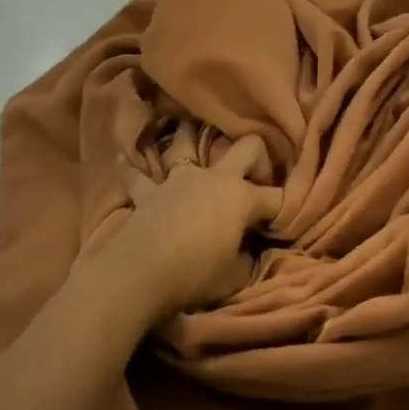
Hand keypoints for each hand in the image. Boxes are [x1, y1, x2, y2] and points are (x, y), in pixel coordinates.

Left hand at [81, 136, 281, 324]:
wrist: (140, 274)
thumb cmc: (195, 274)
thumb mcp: (234, 276)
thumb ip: (246, 258)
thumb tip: (246, 251)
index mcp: (243, 197)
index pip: (276, 198)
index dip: (285, 209)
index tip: (285, 223)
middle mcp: (216, 178)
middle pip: (246, 148)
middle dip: (259, 157)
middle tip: (258, 177)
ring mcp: (180, 180)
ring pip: (187, 145)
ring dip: (191, 138)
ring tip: (193, 132)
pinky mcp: (149, 193)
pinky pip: (138, 176)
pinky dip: (132, 167)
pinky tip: (123, 155)